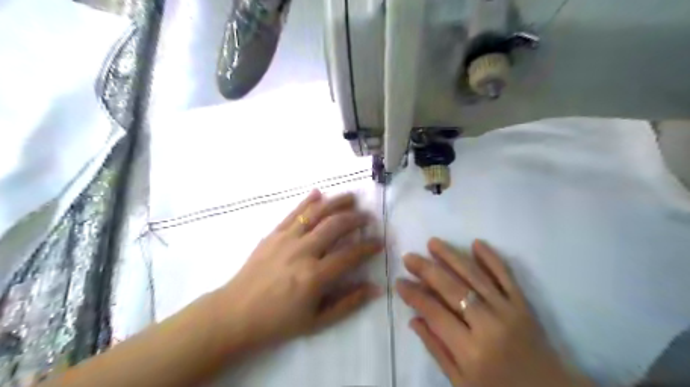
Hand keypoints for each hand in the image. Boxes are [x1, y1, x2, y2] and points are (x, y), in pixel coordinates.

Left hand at [211, 191, 382, 353]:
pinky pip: (293, 213)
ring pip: (316, 213)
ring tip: (351, 197)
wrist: (235, 314)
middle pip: (335, 225)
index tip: (379, 242)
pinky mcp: (272, 234)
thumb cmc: (278, 321)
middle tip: (367, 217)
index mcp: (315, 276)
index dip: (368, 246)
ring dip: (336, 202)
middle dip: (355, 218)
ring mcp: (286, 239)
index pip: (350, 254)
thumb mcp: (317, 321)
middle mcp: (303, 251)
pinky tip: (318, 193)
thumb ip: (348, 303)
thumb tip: (375, 288)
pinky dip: (307, 201)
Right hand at [396, 239, 589, 386]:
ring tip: (433, 243)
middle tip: (409, 257)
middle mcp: (489, 326)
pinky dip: (492, 258)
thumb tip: (413, 319)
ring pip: (475, 277)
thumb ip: (436, 349)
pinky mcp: (524, 304)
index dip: (415, 295)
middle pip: (452, 289)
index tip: (399, 282)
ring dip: (452, 256)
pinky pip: (506, 276)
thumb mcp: (461, 382)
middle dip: (427, 270)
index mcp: (470, 351)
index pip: (435, 313)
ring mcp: (509, 311)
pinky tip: (476, 243)